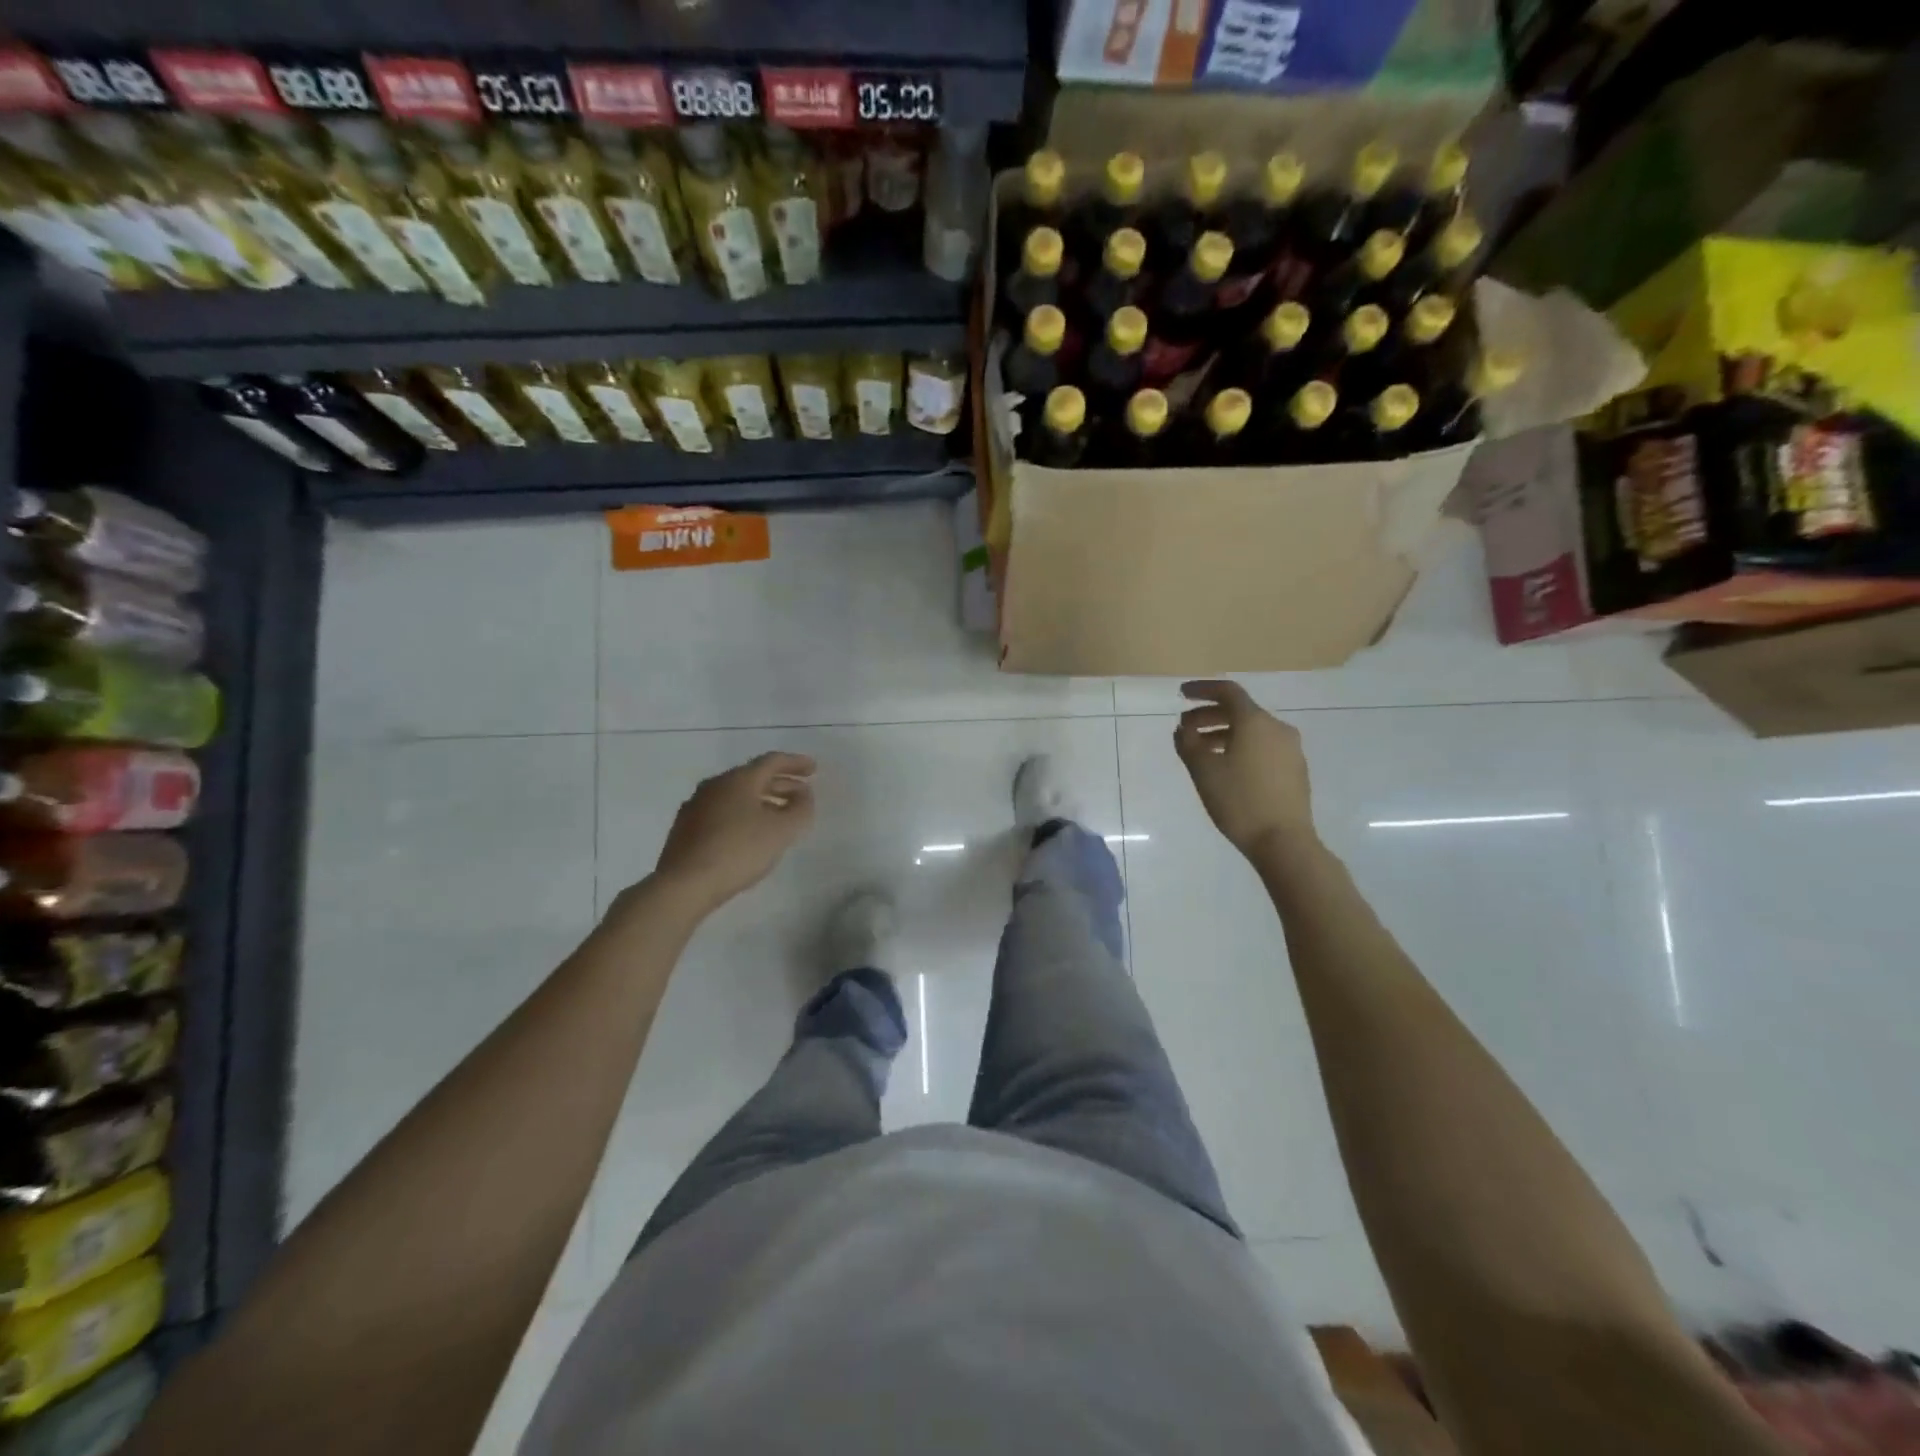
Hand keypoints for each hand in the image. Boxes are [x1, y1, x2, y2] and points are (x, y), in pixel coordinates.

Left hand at [651, 752, 816, 911]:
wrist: (684, 884)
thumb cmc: (738, 851)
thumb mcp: (782, 831)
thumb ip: (800, 809)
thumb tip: (803, 795)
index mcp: (738, 779)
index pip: (772, 761)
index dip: (796, 763)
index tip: (814, 770)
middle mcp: (715, 785)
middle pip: (754, 777)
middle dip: (781, 784)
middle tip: (802, 795)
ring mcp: (696, 806)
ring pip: (737, 795)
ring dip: (763, 800)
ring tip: (780, 816)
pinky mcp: (686, 828)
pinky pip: (723, 811)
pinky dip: (744, 814)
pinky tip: (751, 833)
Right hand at [1173, 680, 1315, 857]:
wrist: (1284, 841)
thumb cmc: (1239, 801)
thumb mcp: (1203, 771)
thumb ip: (1188, 743)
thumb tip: (1184, 729)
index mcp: (1255, 722)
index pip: (1228, 692)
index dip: (1202, 689)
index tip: (1181, 694)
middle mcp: (1277, 728)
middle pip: (1240, 711)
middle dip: (1209, 716)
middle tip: (1185, 729)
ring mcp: (1290, 749)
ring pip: (1252, 731)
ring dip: (1224, 733)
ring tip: (1202, 751)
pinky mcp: (1295, 769)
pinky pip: (1263, 747)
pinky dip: (1241, 747)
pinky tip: (1227, 767)